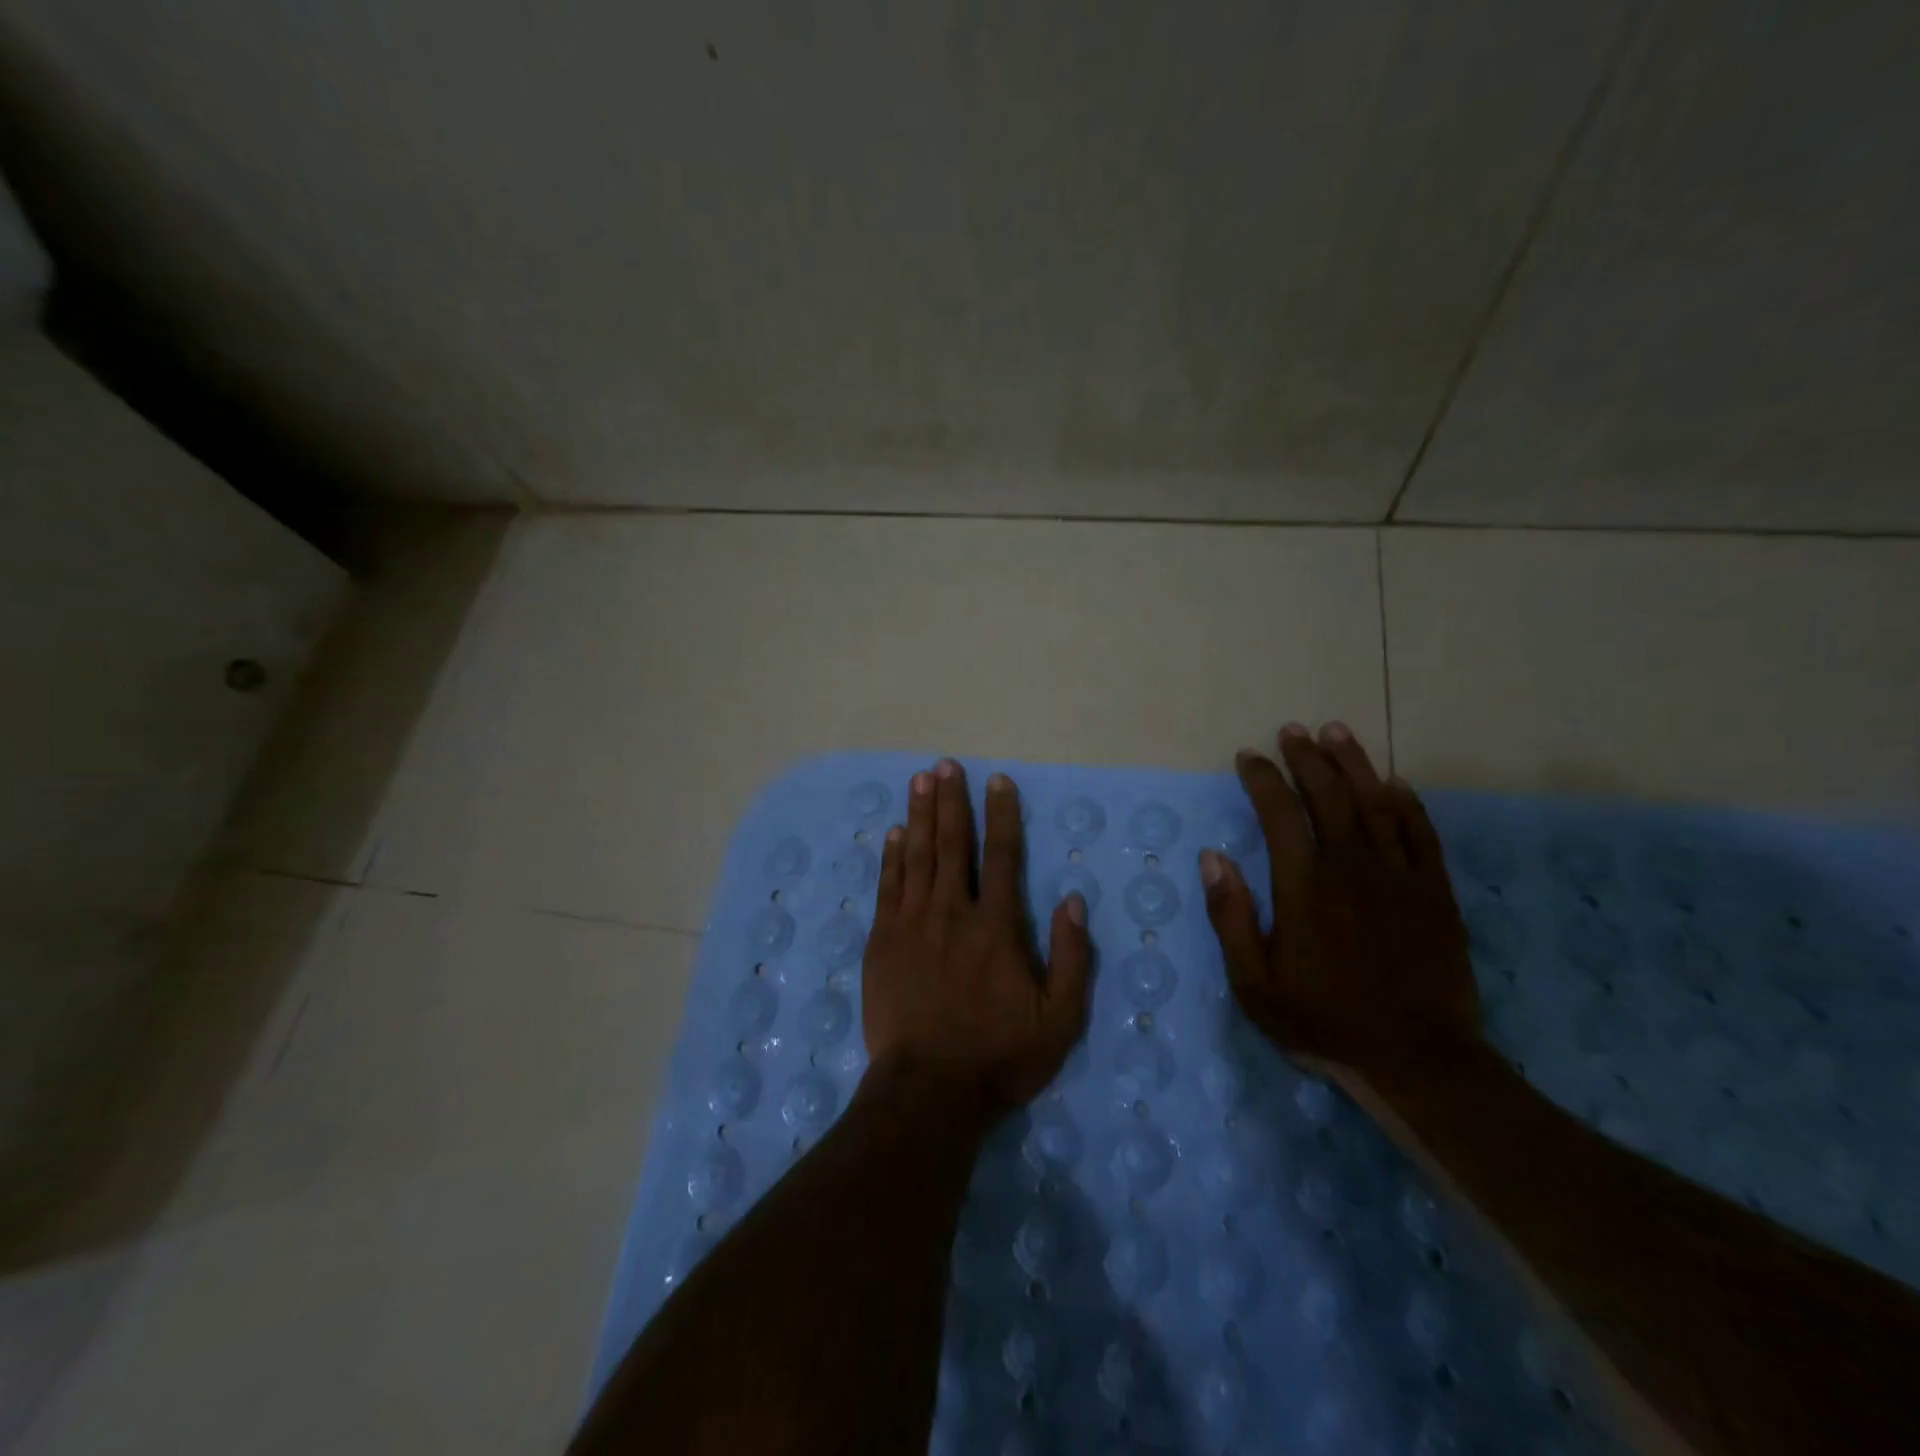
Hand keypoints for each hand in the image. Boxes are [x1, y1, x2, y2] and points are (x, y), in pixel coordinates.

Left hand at [862, 760, 1092, 1118]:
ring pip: (917, 856)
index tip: (998, 780)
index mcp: (997, 926)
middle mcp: (953, 913)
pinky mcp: (883, 941)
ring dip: (919, 815)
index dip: (1001, 814)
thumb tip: (1073, 899)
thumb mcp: (1060, 1018)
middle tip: (945, 765)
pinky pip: (888, 887)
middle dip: (950, 800)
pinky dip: (891, 857)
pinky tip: (893, 833)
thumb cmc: (1000, 1056)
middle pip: (952, 844)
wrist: (929, 1090)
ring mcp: (912, 924)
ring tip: (919, 780)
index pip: (1002, 855)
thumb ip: (1072, 956)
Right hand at [1199, 722, 1478, 1084]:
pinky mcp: (1434, 892)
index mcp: (1304, 887)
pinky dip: (1407, 803)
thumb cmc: (1323, 1020)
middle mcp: (1351, 868)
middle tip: (1291, 730)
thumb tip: (1212, 858)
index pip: (1280, 815)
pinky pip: (1420, 833)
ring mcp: (1398, 877)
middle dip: (1307, 758)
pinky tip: (1394, 783)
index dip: (1263, 780)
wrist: (1416, 1059)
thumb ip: (1230, 917)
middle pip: (1329, 796)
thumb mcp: (1254, 983)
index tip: (1249, 758)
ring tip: (1336, 732)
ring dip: (1354, 763)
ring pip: (1375, 803)